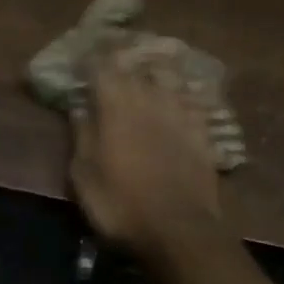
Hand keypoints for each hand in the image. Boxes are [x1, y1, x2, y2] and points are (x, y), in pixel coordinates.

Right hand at [69, 50, 229, 258]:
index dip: (92, 58)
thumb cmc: (120, 204)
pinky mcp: (204, 132)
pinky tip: (181, 92)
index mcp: (115, 107)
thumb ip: (82, 134)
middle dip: (123, 57)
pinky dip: (183, 91)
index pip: (102, 68)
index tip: (83, 54)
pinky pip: (193, 99)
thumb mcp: (83, 174)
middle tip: (114, 52)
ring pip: (168, 77)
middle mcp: (149, 100)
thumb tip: (79, 106)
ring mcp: (181, 114)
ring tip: (148, 63)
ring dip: (155, 68)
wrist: (179, 231)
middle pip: (136, 66)